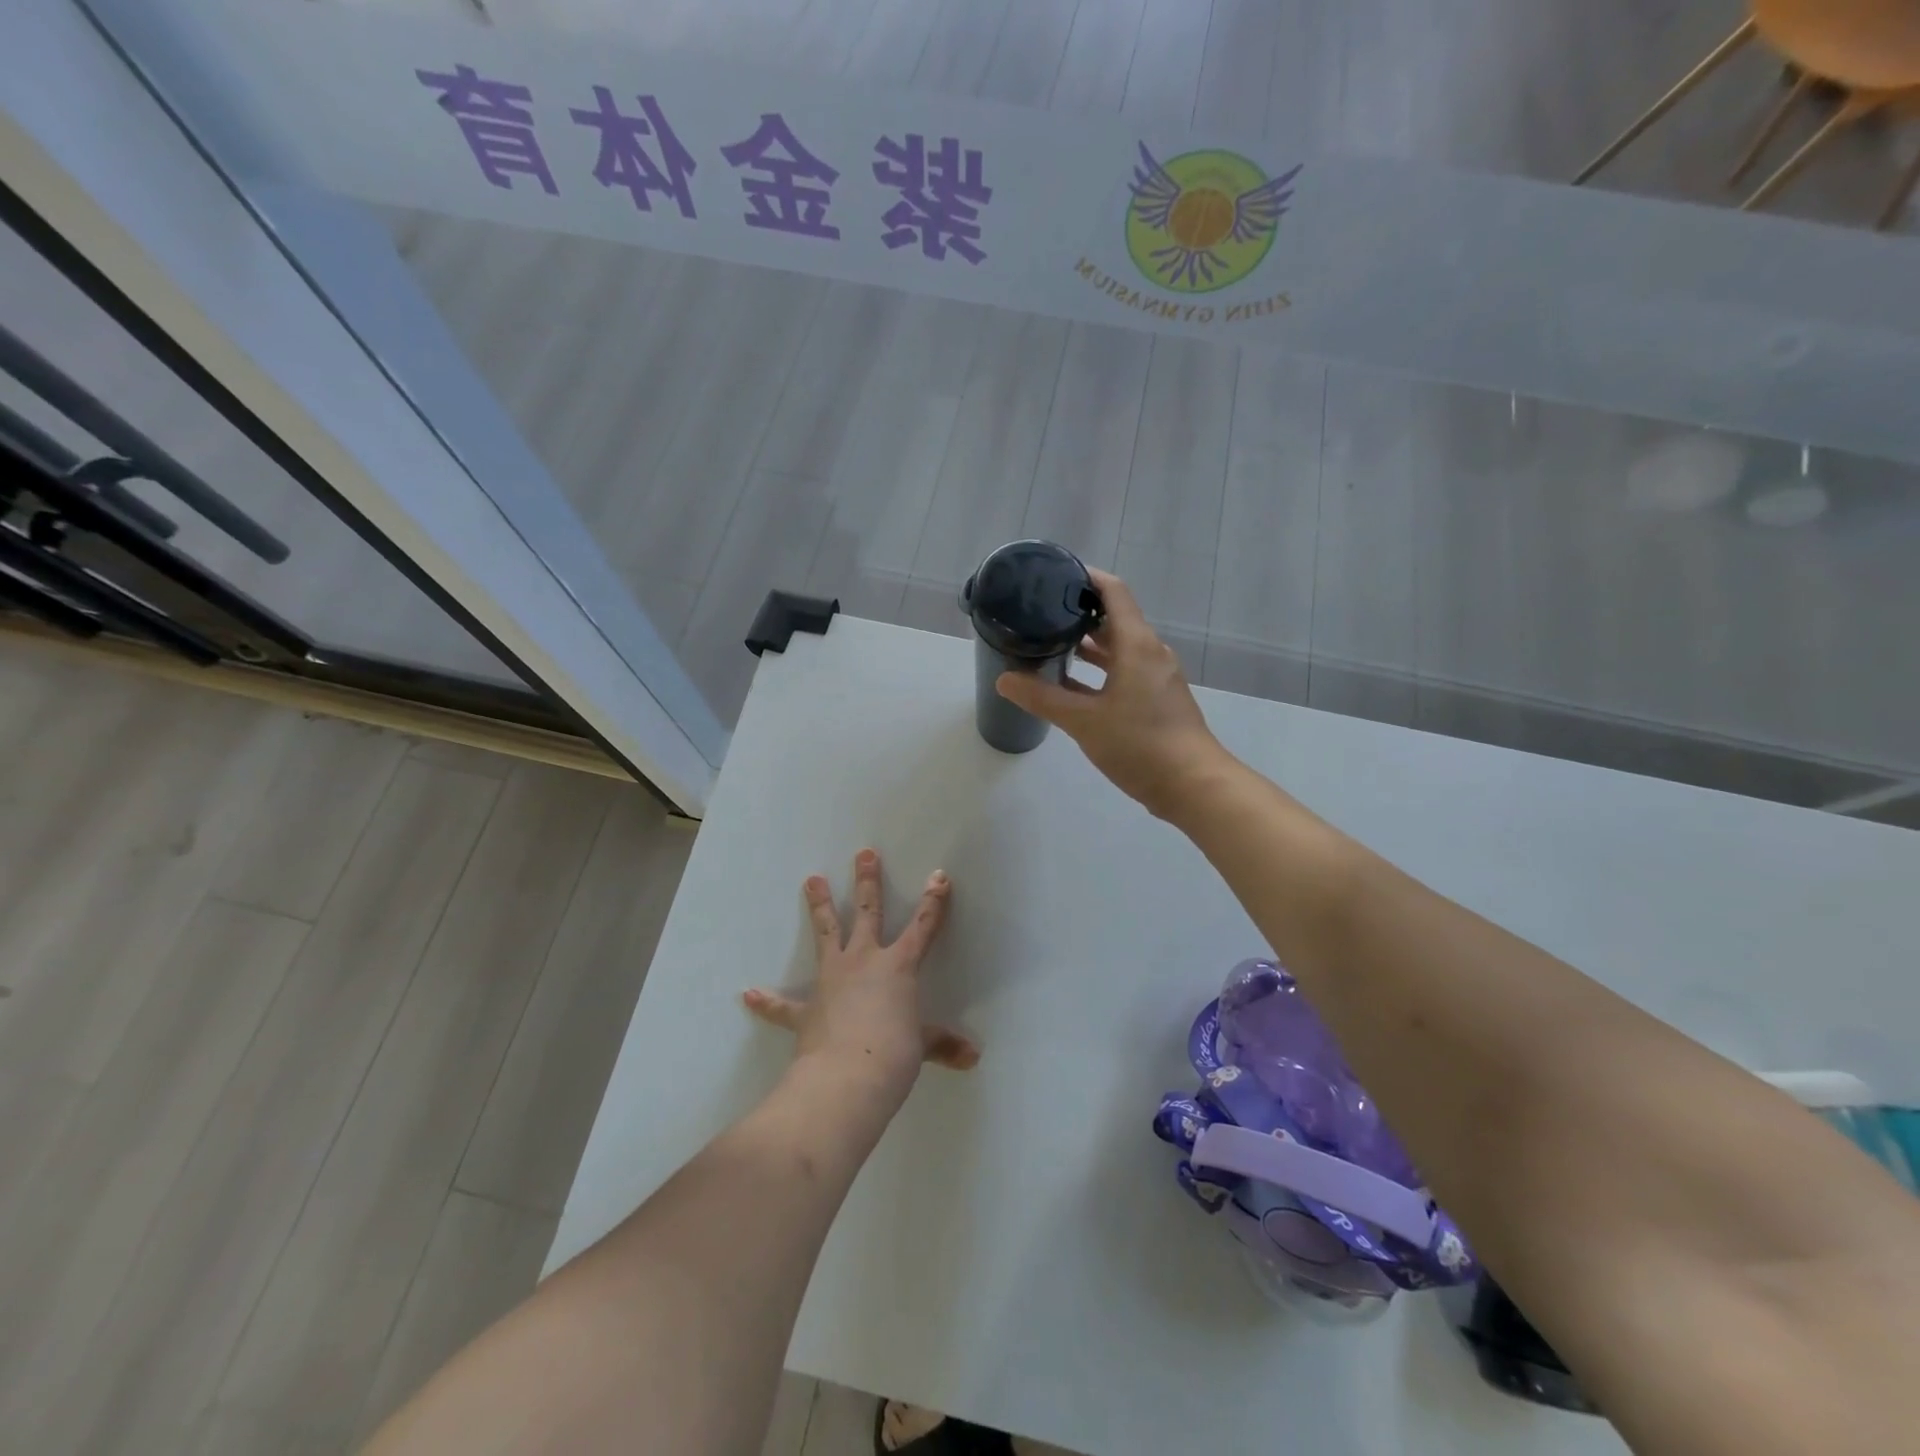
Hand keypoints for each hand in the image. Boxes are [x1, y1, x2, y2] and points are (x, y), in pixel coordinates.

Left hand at [742, 850, 978, 1107]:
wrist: (846, 1079)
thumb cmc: (894, 1056)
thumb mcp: (922, 1047)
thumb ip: (942, 1045)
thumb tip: (973, 1057)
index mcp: (898, 967)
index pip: (922, 928)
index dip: (933, 902)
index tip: (939, 875)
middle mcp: (864, 962)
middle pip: (868, 913)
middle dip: (868, 882)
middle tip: (864, 854)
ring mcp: (832, 980)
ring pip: (826, 933)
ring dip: (820, 906)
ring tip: (812, 879)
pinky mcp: (806, 1009)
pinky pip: (783, 1005)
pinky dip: (767, 1001)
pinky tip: (748, 994)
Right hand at [995, 568, 1228, 818]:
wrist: (1192, 785)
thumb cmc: (1140, 744)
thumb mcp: (1083, 721)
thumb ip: (1042, 697)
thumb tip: (1004, 679)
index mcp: (1136, 644)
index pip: (1114, 591)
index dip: (1086, 576)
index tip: (1055, 574)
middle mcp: (1149, 652)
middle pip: (1114, 619)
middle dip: (1079, 613)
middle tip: (1040, 612)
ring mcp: (1155, 677)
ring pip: (1118, 648)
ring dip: (1088, 645)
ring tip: (1049, 643)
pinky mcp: (1156, 699)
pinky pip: (1123, 672)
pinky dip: (1099, 671)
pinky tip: (1070, 684)